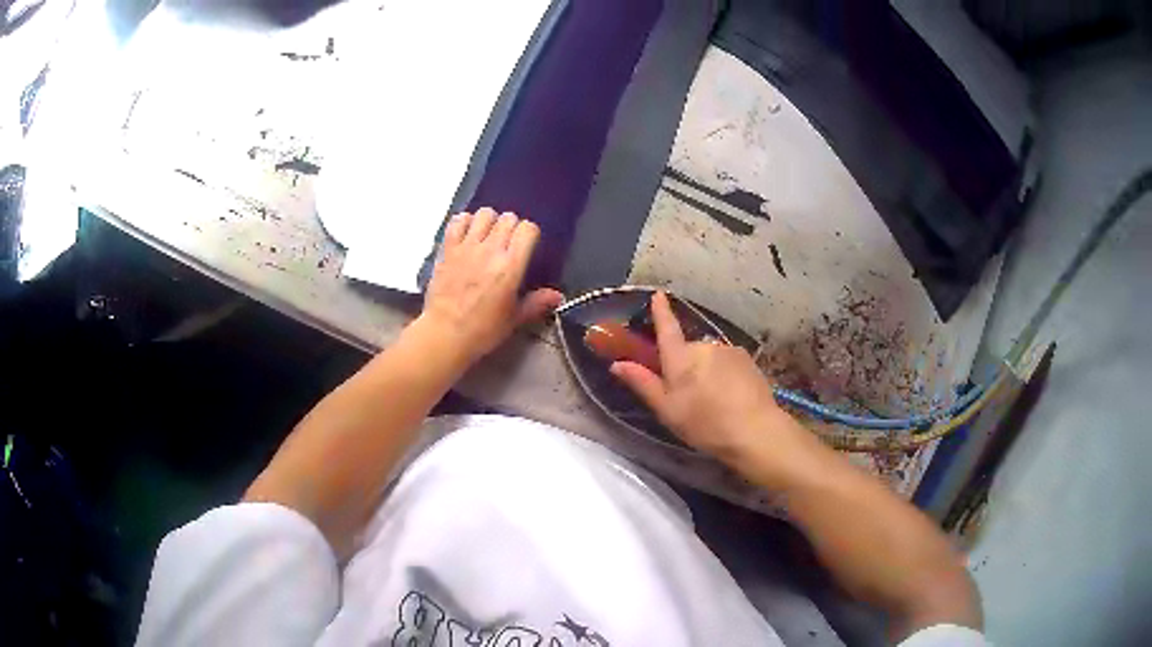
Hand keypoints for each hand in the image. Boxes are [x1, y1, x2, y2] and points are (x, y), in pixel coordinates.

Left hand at [418, 208, 563, 365]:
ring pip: (484, 213)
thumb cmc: (482, 330)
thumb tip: (557, 296)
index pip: (528, 229)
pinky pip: (458, 221)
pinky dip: (465, 222)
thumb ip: (536, 303)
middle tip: (508, 243)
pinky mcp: (448, 249)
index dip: (530, 234)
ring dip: (490, 221)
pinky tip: (468, 234)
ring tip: (488, 235)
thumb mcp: (514, 319)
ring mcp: (467, 247)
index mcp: (510, 267)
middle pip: (508, 218)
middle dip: (512, 227)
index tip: (527, 246)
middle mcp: (490, 250)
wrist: (445, 334)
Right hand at [609, 292, 808, 464]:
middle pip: (688, 351)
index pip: (667, 328)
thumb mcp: (667, 410)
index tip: (658, 295)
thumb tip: (617, 363)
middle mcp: (704, 346)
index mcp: (681, 358)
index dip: (661, 312)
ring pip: (709, 357)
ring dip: (706, 371)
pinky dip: (724, 374)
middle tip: (686, 396)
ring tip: (712, 401)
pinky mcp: (747, 360)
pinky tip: (730, 396)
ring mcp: (728, 350)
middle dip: (685, 366)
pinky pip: (727, 362)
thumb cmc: (705, 424)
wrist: (755, 431)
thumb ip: (643, 383)